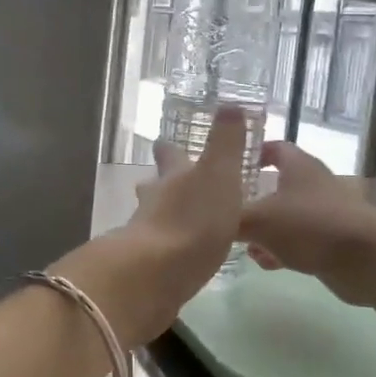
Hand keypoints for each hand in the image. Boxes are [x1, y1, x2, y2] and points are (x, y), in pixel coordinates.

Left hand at [114, 107, 250, 321]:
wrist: (158, 273)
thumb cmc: (194, 217)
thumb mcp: (220, 173)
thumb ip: (226, 142)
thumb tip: (229, 103)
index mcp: (174, 178)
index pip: (170, 156)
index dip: (169, 149)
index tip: (164, 142)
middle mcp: (154, 202)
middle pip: (155, 188)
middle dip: (162, 184)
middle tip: (167, 183)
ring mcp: (146, 236)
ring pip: (154, 219)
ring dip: (164, 217)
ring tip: (181, 222)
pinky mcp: (147, 268)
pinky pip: (159, 252)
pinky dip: (168, 249)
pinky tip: (180, 257)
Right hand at [239, 142, 375, 304]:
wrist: (367, 258)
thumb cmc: (310, 225)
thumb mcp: (259, 220)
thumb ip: (232, 219)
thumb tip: (210, 220)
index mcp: (298, 166)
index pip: (273, 148)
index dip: (251, 154)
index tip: (229, 167)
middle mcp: (313, 184)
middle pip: (277, 185)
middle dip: (252, 199)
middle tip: (227, 213)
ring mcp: (324, 213)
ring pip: (287, 217)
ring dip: (265, 230)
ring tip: (243, 245)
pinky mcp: (332, 241)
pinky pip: (299, 241)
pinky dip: (282, 249)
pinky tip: (266, 264)